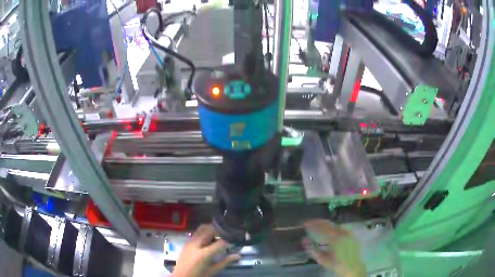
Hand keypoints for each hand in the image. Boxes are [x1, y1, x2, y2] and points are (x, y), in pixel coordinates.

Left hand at [171, 224, 240, 276]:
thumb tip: (238, 256)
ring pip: (201, 228)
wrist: (181, 276)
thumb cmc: (198, 275)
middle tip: (226, 235)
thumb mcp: (213, 270)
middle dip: (219, 231)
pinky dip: (205, 233)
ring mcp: (189, 242)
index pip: (220, 243)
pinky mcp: (186, 242)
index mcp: (203, 254)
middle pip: (209, 230)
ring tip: (218, 236)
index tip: (233, 241)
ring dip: (211, 230)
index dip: (228, 241)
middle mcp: (195, 245)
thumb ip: (225, 262)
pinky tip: (209, 240)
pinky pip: (197, 233)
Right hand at [302, 219, 365, 276]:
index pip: (322, 228)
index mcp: (335, 239)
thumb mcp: (323, 260)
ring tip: (318, 224)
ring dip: (326, 224)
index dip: (313, 224)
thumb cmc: (337, 264)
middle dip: (318, 222)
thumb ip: (313, 251)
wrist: (353, 267)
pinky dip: (333, 226)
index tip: (305, 223)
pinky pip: (341, 227)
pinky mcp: (351, 234)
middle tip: (310, 222)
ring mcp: (348, 232)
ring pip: (335, 224)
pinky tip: (330, 229)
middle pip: (329, 224)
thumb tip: (304, 240)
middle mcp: (342, 233)